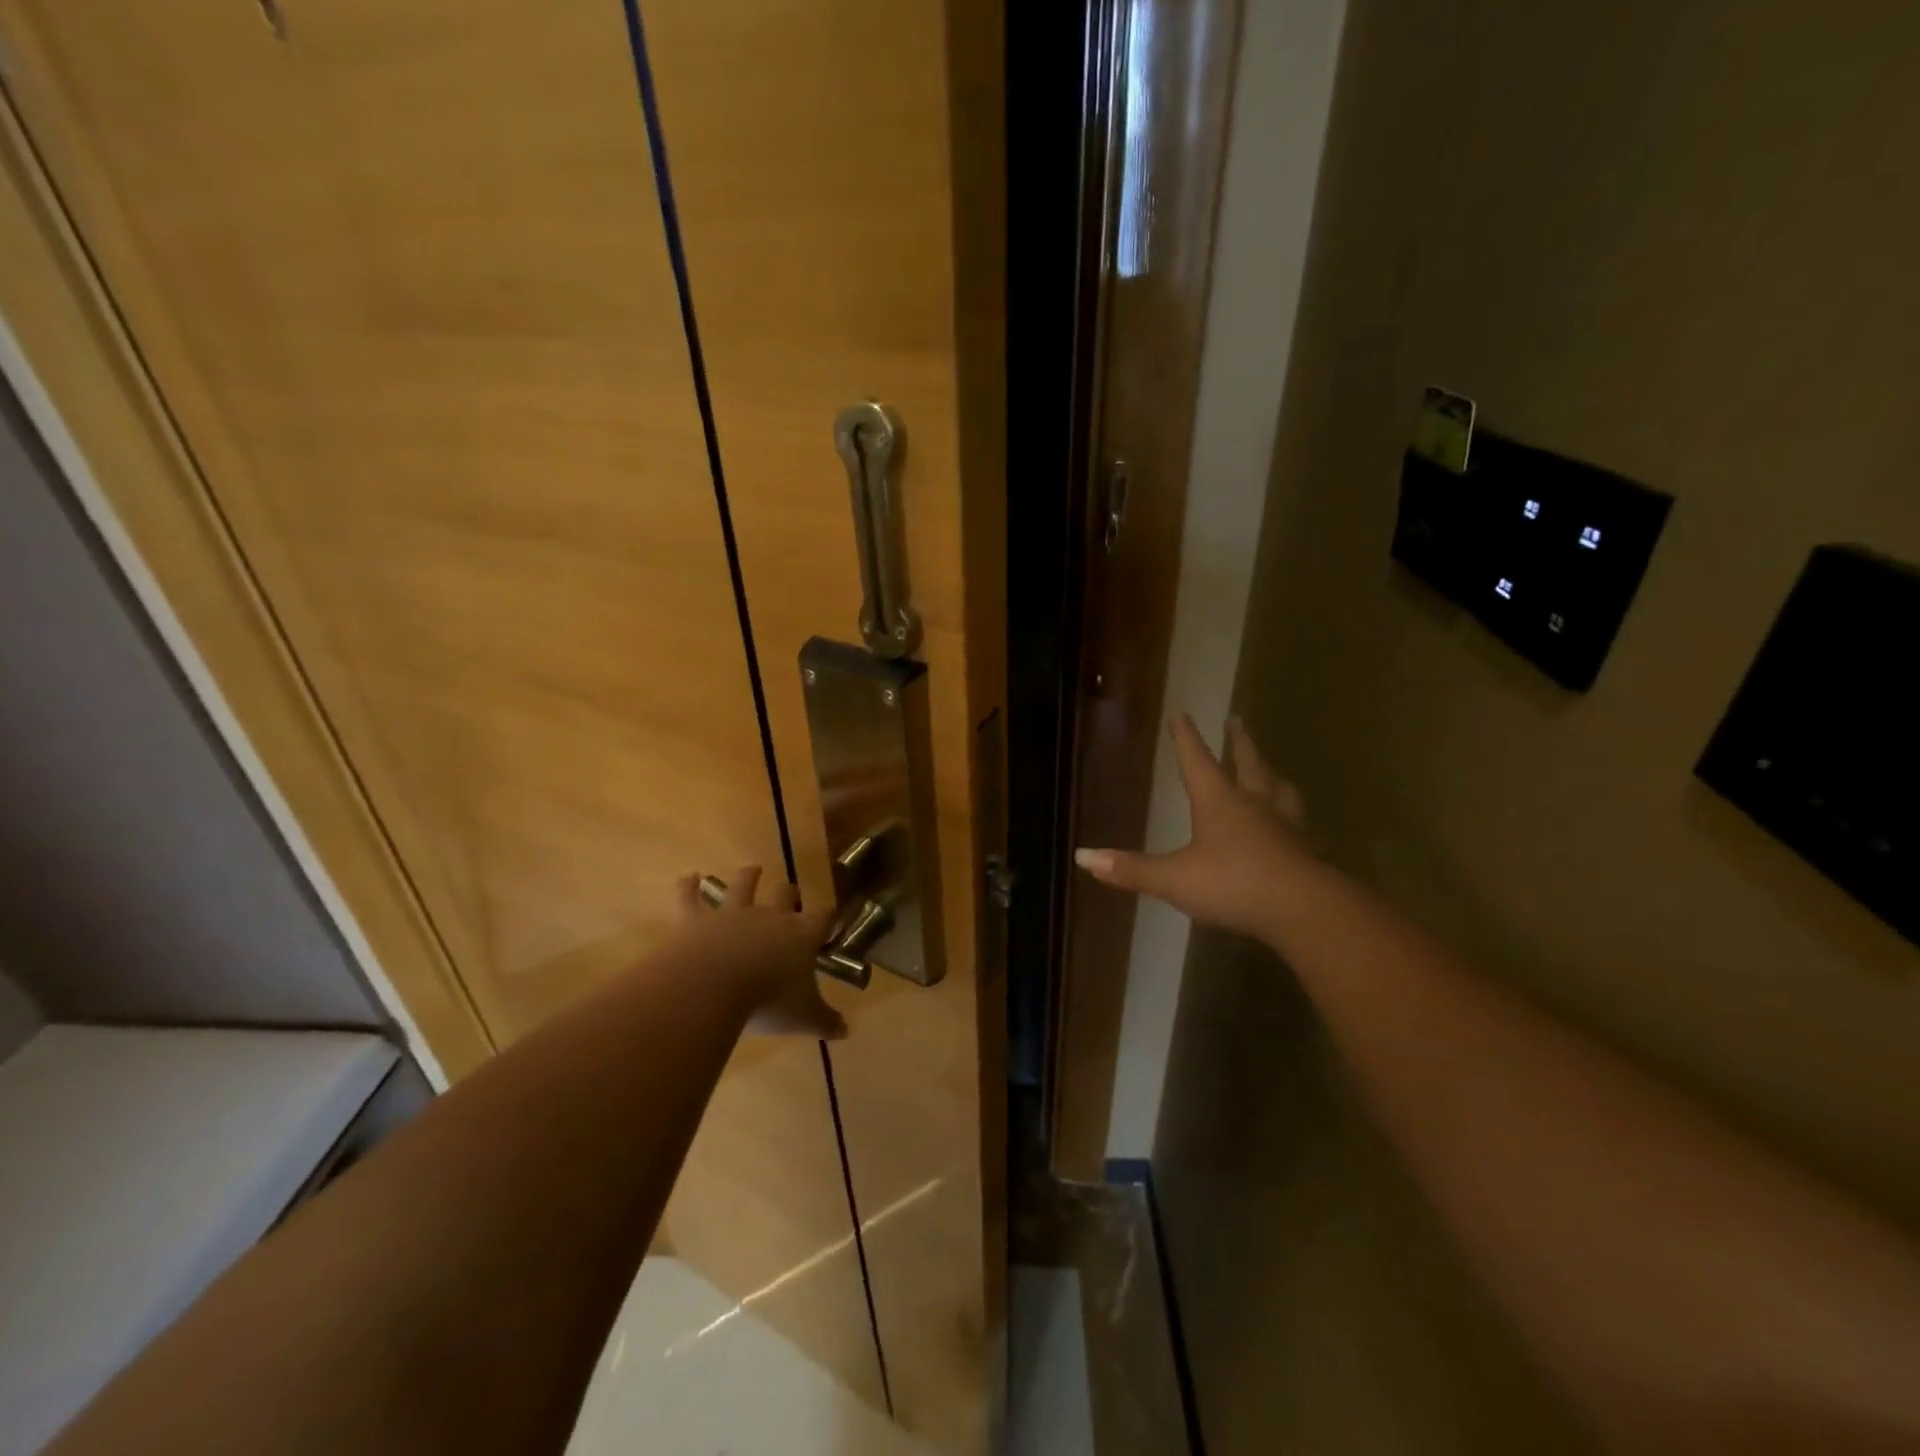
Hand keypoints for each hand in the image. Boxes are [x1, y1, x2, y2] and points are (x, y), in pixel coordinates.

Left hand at [674, 867, 846, 1039]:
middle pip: (785, 894)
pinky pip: (691, 898)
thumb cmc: (767, 1001)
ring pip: (743, 886)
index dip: (830, 917)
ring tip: (753, 869)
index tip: (833, 919)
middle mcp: (770, 916)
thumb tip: (847, 1032)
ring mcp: (732, 914)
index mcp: (801, 934)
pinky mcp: (697, 920)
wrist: (712, 987)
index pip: (824, 917)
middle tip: (791, 891)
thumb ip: (825, 1021)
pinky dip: (689, 886)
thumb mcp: (803, 1018)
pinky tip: (688, 877)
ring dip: (749, 876)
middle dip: (790, 892)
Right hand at [1075, 714, 1318, 940]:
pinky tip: (1301, 832)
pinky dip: (1297, 823)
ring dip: (1273, 776)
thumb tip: (1081, 856)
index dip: (1186, 738)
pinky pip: (1303, 829)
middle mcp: (1256, 806)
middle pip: (1249, 764)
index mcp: (1220, 802)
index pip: (1198, 761)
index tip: (1182, 714)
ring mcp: (1287, 828)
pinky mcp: (1309, 853)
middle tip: (1237, 720)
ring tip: (1273, 771)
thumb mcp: (1174, 878)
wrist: (1304, 909)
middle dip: (1240, 742)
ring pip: (1282, 791)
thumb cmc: (1233, 883)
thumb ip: (1131, 869)